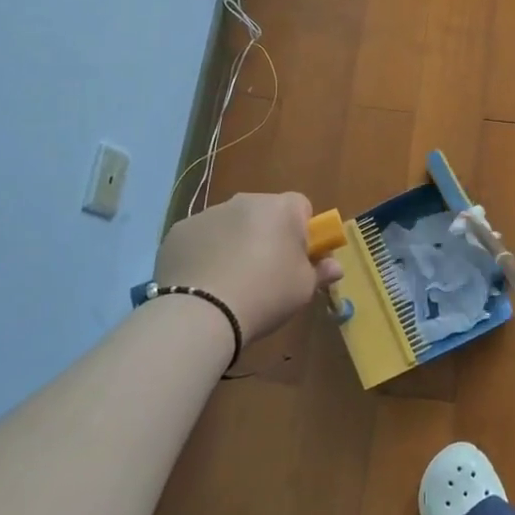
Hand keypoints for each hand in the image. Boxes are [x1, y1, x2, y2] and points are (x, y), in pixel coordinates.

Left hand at [154, 192, 343, 344]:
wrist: (201, 313)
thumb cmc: (265, 295)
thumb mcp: (303, 289)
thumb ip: (320, 272)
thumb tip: (335, 266)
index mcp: (281, 208)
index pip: (301, 207)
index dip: (302, 232)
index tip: (297, 259)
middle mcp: (245, 201)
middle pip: (264, 213)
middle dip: (267, 235)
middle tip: (265, 273)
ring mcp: (208, 213)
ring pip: (230, 224)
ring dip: (234, 243)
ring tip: (229, 283)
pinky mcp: (179, 231)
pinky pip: (201, 238)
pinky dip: (204, 253)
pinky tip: (202, 283)